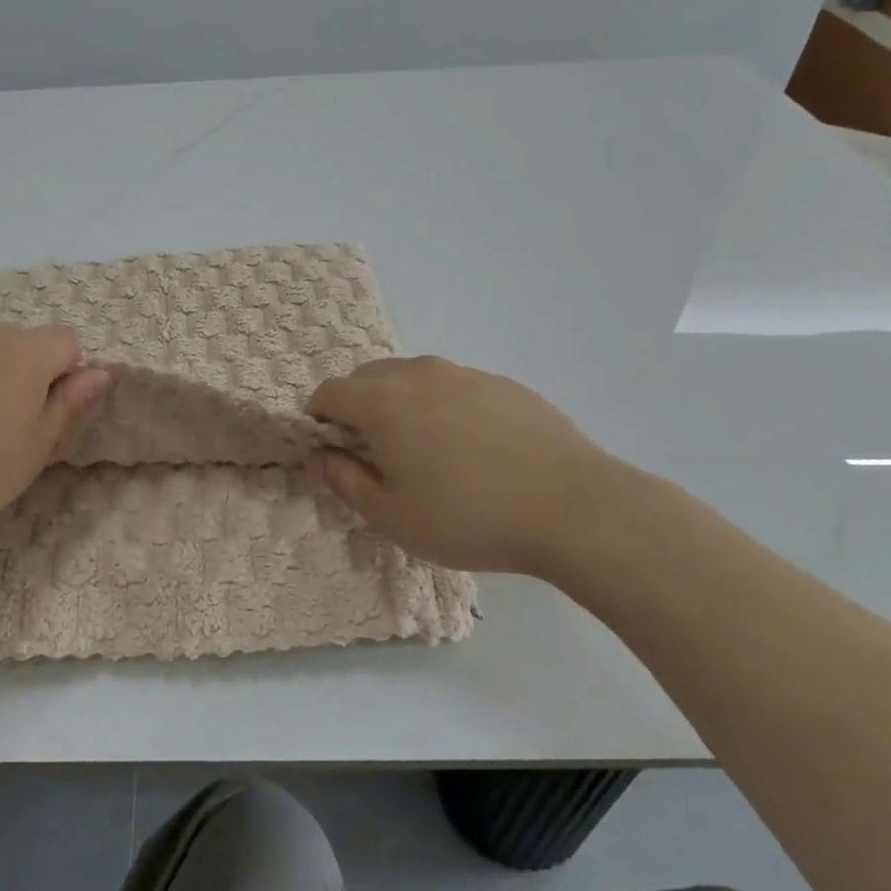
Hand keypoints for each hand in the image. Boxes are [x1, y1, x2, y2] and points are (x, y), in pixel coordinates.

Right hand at [304, 356, 635, 575]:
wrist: (572, 507)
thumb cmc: (468, 517)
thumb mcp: (391, 516)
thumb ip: (343, 480)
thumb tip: (319, 456)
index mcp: (382, 401)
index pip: (328, 392)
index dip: (318, 419)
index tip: (331, 450)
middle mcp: (418, 374)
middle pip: (367, 378)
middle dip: (357, 408)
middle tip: (375, 454)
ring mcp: (464, 373)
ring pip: (412, 378)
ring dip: (401, 405)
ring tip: (427, 452)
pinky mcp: (502, 383)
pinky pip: (454, 387)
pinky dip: (444, 407)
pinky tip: (473, 450)